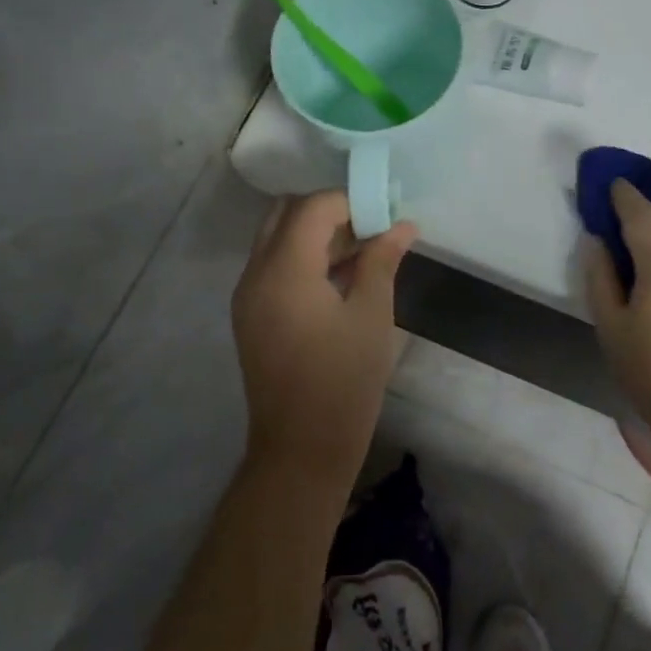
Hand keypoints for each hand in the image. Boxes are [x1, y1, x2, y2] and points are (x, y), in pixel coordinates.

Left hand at [232, 190, 417, 490]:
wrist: (302, 449)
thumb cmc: (344, 381)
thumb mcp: (372, 315)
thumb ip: (382, 260)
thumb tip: (403, 224)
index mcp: (284, 270)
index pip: (313, 208)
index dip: (352, 202)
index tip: (386, 213)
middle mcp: (255, 274)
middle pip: (286, 215)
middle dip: (330, 212)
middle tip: (371, 228)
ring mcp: (248, 296)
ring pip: (278, 240)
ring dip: (317, 235)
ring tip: (365, 252)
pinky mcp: (251, 316)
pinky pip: (274, 267)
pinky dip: (304, 259)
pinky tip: (342, 278)